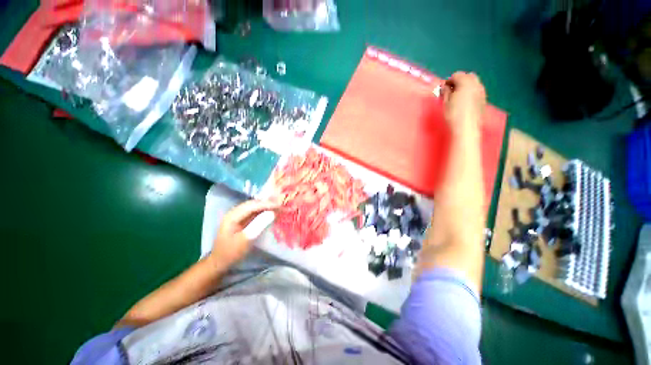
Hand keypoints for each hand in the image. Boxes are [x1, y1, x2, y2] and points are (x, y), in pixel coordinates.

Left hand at [210, 200, 278, 268]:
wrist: (220, 262)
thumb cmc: (231, 252)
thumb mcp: (246, 240)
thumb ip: (259, 225)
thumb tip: (272, 213)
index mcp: (232, 216)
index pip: (252, 205)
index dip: (266, 204)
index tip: (279, 205)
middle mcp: (235, 212)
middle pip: (253, 204)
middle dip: (267, 203)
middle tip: (281, 205)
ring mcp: (238, 216)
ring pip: (254, 207)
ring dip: (266, 207)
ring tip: (279, 207)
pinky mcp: (242, 220)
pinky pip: (254, 213)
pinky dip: (263, 212)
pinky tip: (271, 212)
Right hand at [442, 72, 486, 133]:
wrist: (466, 128)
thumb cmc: (453, 115)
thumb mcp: (445, 103)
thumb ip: (445, 92)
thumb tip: (445, 87)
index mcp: (466, 83)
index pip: (457, 75)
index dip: (449, 81)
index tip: (443, 89)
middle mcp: (476, 84)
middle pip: (469, 76)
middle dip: (460, 80)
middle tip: (451, 91)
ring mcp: (482, 92)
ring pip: (474, 83)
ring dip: (466, 86)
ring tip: (458, 97)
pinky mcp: (484, 100)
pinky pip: (477, 91)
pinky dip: (471, 92)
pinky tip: (465, 102)